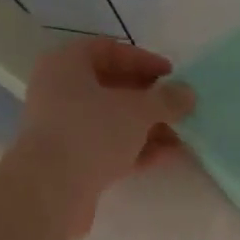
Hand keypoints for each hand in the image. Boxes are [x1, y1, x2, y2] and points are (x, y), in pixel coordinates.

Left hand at [15, 38, 193, 234]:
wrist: (50, 190)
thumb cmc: (91, 132)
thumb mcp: (138, 110)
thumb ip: (167, 99)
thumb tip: (188, 93)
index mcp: (66, 65)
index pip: (108, 49)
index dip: (143, 59)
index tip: (172, 75)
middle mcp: (59, 91)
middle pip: (111, 87)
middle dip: (149, 98)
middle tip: (178, 107)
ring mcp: (63, 128)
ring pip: (112, 120)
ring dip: (147, 126)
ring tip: (180, 136)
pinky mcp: (70, 160)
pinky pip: (108, 146)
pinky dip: (136, 148)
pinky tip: (166, 155)